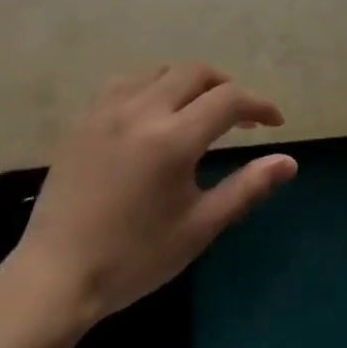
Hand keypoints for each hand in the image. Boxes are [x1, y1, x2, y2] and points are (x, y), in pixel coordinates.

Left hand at [7, 63, 295, 323]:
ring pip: (160, 71)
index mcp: (173, 139)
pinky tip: (154, 113)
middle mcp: (141, 111)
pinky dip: (152, 86)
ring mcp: (107, 110)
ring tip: (199, 112)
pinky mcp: (84, 119)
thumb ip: (246, 188)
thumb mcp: (199, 227)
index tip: (274, 124)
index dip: (259, 106)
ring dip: (189, 83)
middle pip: (196, 72)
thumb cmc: (135, 258)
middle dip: (226, 87)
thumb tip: (289, 162)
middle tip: (240, 118)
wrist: (57, 276)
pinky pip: (126, 82)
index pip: (229, 100)